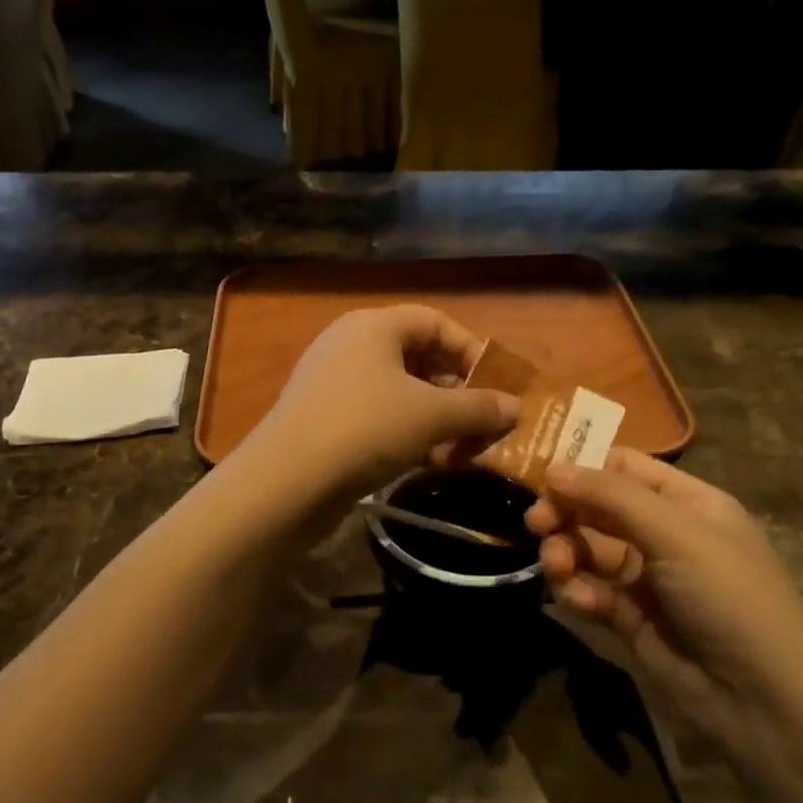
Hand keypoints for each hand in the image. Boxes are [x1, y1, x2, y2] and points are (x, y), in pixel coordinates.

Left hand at [241, 306, 519, 506]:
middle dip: (457, 392)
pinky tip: (430, 463)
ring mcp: (334, 385)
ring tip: (462, 450)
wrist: (287, 480)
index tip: (498, 384)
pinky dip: (408, 435)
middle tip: (485, 423)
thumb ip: (478, 408)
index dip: (471, 349)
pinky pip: (378, 418)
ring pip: (400, 393)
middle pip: (418, 358)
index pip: (434, 322)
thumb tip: (515, 407)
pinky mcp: (325, 421)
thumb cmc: (366, 428)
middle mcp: (351, 346)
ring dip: (437, 419)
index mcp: (373, 326)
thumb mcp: (431, 415)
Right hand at [527, 449, 802, 779]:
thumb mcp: (677, 533)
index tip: (538, 474)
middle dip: (565, 512)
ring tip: (556, 568)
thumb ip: (611, 496)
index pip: (624, 467)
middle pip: (597, 507)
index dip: (582, 465)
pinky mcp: (628, 617)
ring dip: (565, 553)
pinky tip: (579, 601)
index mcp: (687, 503)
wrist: (763, 701)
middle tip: (536, 523)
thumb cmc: (730, 596)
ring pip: (587, 549)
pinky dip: (577, 591)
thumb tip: (552, 467)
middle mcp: (664, 533)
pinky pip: (589, 589)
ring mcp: (645, 577)